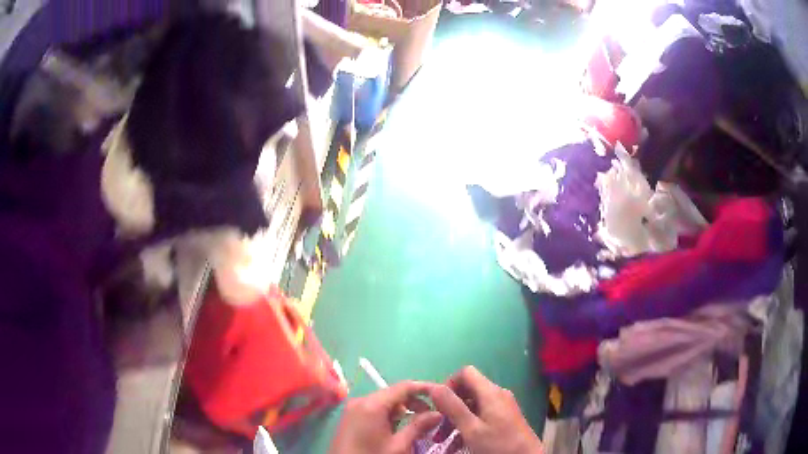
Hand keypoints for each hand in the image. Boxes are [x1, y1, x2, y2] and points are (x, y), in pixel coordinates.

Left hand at [330, 381, 442, 453]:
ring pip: (385, 402)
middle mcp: (361, 401)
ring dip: (403, 411)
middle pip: (394, 394)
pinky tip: (398, 430)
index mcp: (372, 404)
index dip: (425, 388)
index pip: (404, 387)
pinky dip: (389, 416)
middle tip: (432, 418)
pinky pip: (374, 410)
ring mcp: (353, 409)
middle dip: (415, 403)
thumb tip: (438, 413)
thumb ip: (418, 426)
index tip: (443, 396)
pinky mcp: (350, 418)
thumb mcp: (399, 445)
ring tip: (417, 426)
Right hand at [430, 366, 543, 453]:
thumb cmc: (498, 444)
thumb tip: (435, 387)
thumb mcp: (471, 429)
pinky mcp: (503, 419)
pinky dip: (466, 428)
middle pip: (467, 391)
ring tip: (440, 440)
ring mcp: (501, 408)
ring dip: (454, 422)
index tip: (438, 405)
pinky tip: (455, 446)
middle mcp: (497, 395)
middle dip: (449, 408)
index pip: (465, 373)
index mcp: (490, 392)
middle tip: (435, 426)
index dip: (449, 384)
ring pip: (471, 407)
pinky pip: (480, 417)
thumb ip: (453, 407)